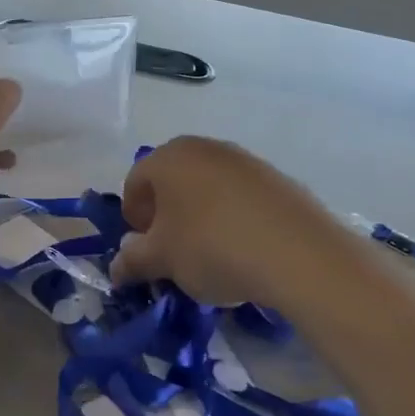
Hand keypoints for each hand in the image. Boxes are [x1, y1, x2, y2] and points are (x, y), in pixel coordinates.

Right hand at [109, 137, 342, 306]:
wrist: (297, 253)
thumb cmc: (211, 247)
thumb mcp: (162, 260)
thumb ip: (132, 261)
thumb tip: (116, 267)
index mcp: (168, 157)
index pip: (135, 182)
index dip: (133, 217)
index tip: (143, 248)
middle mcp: (205, 148)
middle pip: (172, 180)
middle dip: (165, 215)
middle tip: (171, 250)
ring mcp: (244, 160)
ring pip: (207, 188)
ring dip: (199, 216)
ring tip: (209, 254)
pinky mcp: (277, 178)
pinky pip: (240, 197)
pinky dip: (232, 218)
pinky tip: (242, 249)